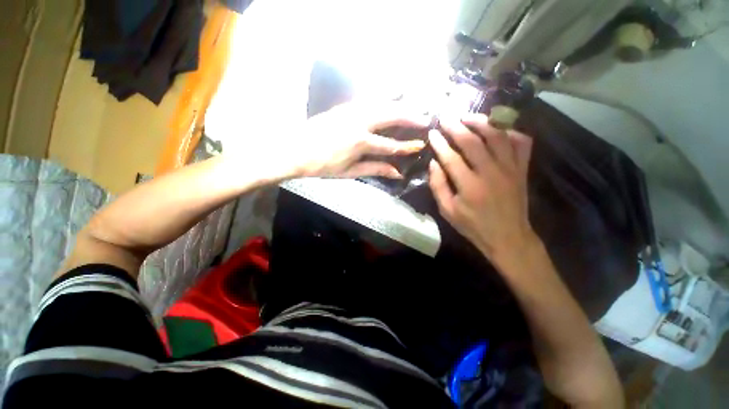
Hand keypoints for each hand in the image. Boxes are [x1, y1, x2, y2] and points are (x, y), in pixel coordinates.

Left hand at [283, 102, 429, 178]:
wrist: (295, 150)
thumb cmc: (322, 166)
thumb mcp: (350, 172)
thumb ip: (375, 169)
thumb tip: (397, 173)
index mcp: (360, 142)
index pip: (390, 145)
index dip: (407, 146)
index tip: (421, 144)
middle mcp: (359, 122)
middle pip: (390, 115)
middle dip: (410, 116)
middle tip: (426, 117)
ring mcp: (351, 110)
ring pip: (381, 103)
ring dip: (399, 104)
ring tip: (413, 106)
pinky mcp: (344, 106)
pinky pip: (369, 99)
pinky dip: (383, 99)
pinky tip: (391, 98)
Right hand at [428, 114, 536, 262]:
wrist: (508, 236)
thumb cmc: (473, 225)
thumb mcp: (447, 210)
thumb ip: (438, 186)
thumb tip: (433, 163)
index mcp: (469, 186)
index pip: (451, 157)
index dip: (440, 143)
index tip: (432, 133)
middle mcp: (491, 172)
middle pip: (473, 141)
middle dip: (456, 127)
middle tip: (446, 117)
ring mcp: (510, 168)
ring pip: (497, 136)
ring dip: (481, 122)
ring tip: (467, 117)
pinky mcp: (522, 169)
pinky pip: (521, 142)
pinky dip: (510, 131)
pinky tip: (498, 129)